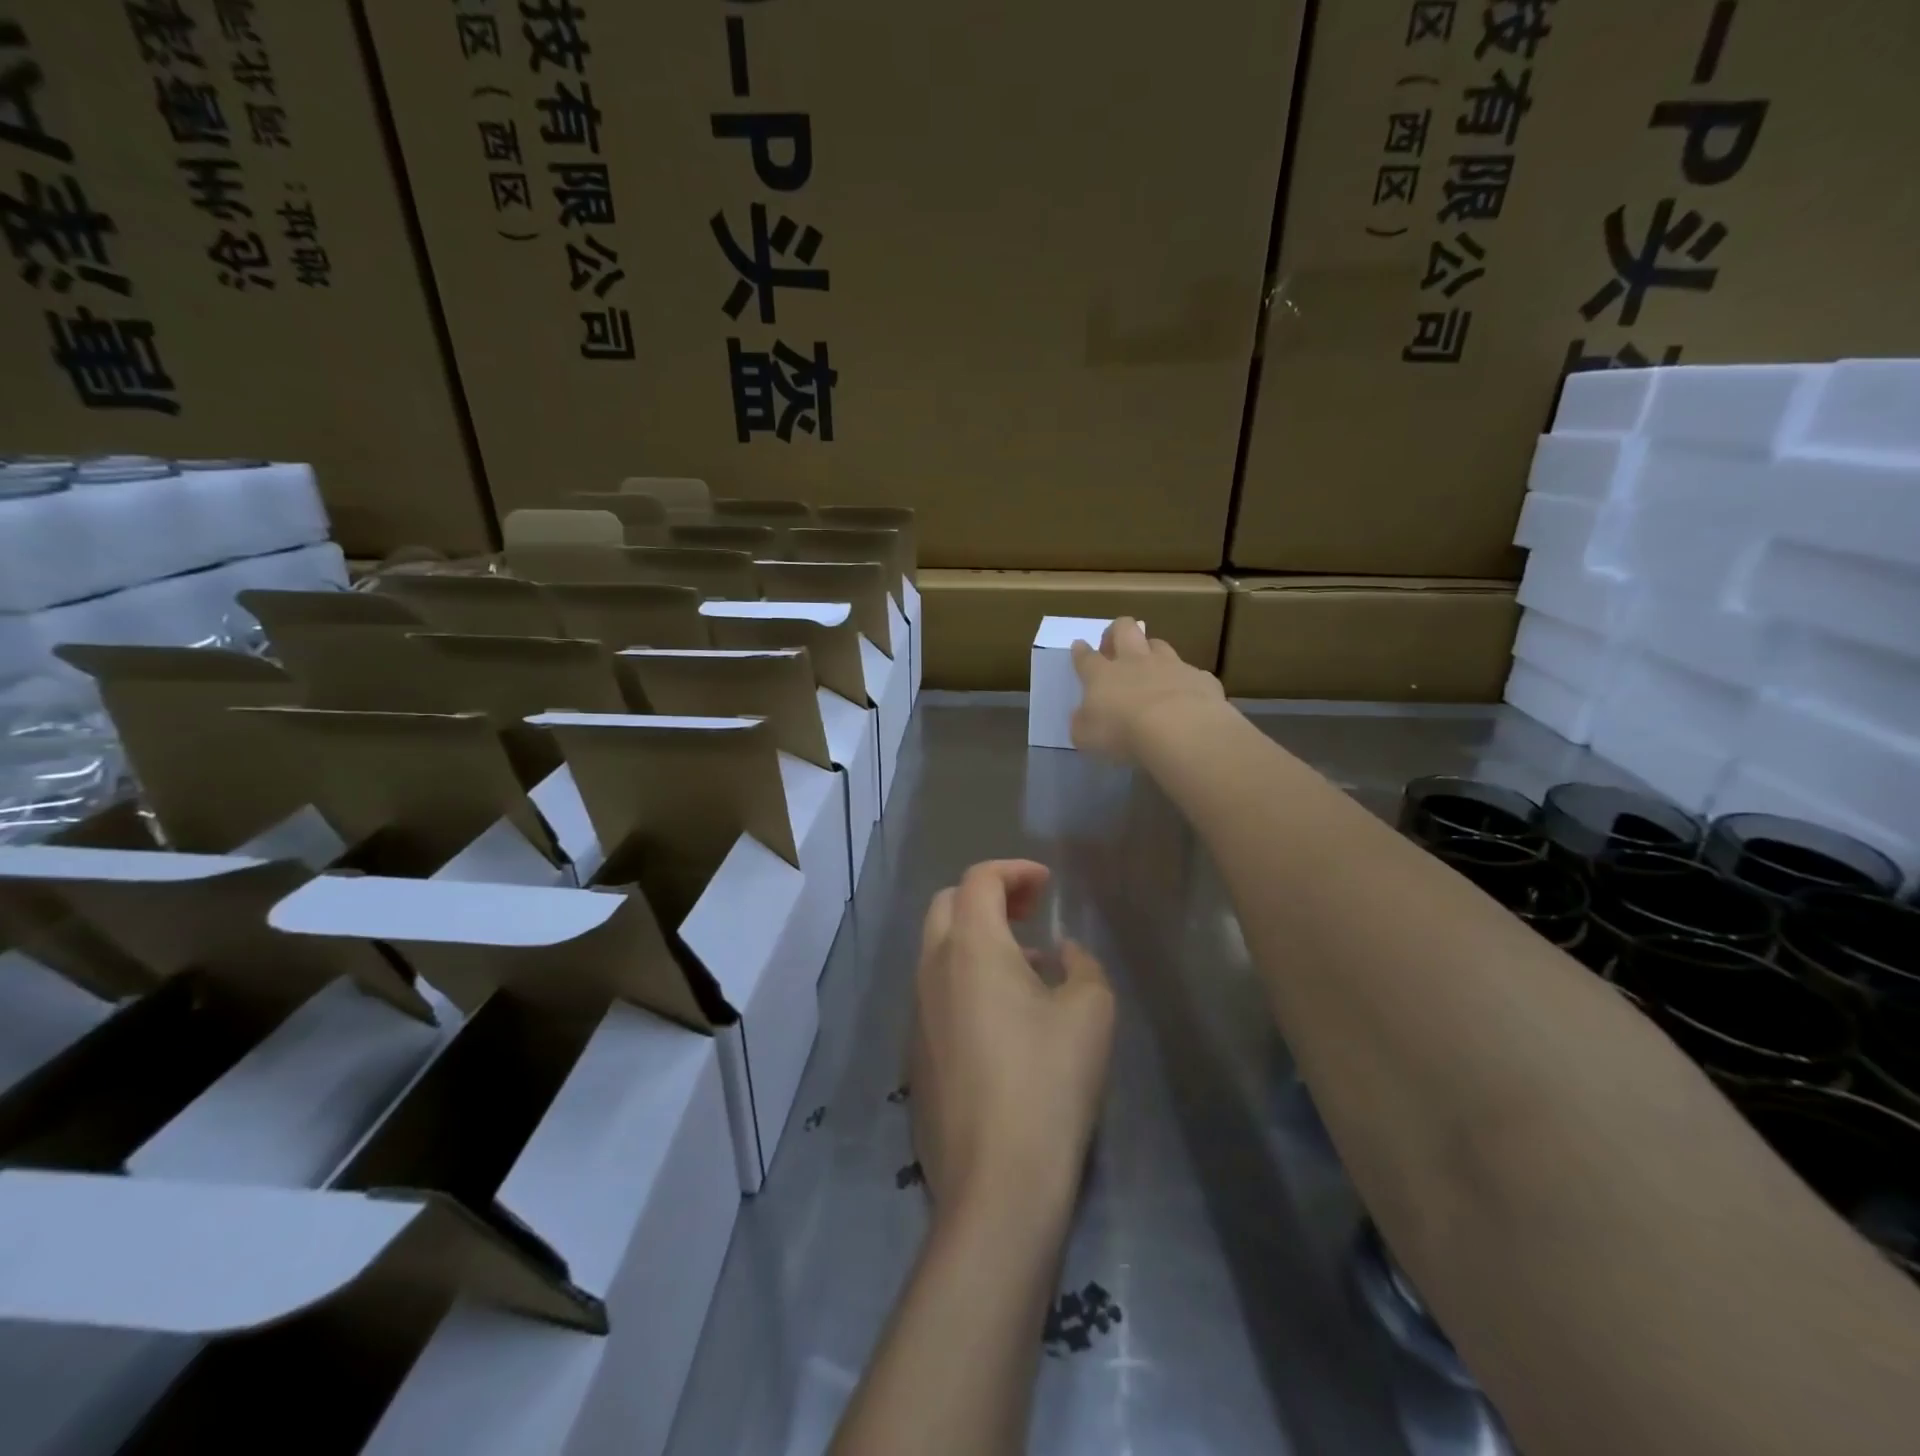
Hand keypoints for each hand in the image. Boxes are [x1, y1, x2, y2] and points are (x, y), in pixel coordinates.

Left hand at [910, 861, 1114, 1222]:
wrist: (997, 1182)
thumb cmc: (1049, 1082)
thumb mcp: (1090, 1012)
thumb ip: (1081, 965)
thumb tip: (1061, 954)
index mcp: (970, 946)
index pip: (979, 880)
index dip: (1014, 871)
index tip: (1046, 885)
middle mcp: (932, 969)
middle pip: (947, 905)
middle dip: (988, 896)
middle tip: (1029, 913)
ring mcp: (916, 1013)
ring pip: (937, 950)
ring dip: (976, 939)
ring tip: (1026, 966)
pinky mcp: (914, 1053)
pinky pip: (936, 992)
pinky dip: (964, 978)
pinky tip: (1003, 1017)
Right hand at [1070, 617, 1224, 760]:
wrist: (1180, 730)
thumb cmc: (1123, 733)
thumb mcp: (1087, 737)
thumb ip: (1083, 723)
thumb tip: (1084, 716)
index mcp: (1102, 675)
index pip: (1086, 657)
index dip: (1081, 651)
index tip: (1079, 646)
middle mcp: (1135, 661)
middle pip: (1124, 629)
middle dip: (1116, 631)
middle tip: (1114, 644)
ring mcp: (1170, 666)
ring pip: (1159, 645)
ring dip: (1152, 651)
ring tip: (1152, 667)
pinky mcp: (1199, 678)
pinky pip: (1190, 674)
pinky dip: (1184, 682)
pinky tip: (1187, 697)